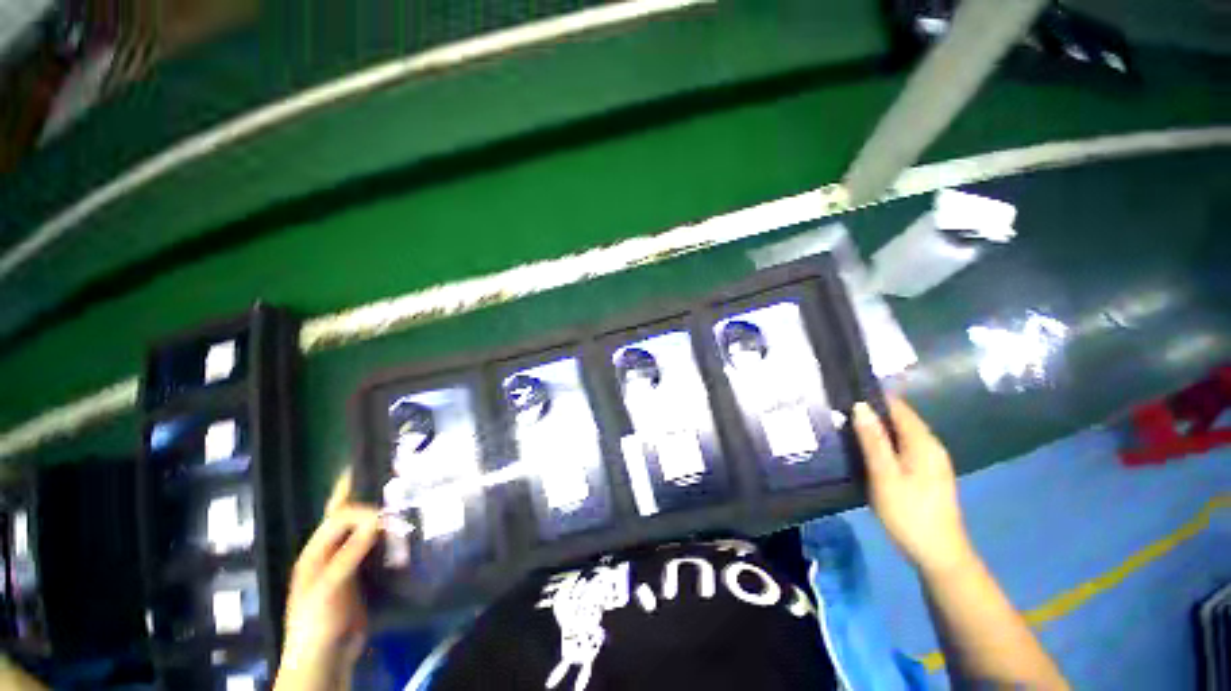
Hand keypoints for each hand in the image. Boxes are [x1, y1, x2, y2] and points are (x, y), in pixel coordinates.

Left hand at [276, 471, 380, 690]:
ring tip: (398, 498)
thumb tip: (378, 518)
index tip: (386, 515)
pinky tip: (401, 530)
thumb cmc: (318, 620)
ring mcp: (346, 564)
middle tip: (384, 475)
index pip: (339, 517)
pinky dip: (387, 536)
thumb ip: (351, 552)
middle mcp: (330, 552)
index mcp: (315, 552)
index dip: (361, 511)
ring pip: (363, 531)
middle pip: (346, 518)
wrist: (325, 656)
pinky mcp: (362, 575)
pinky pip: (375, 548)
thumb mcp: (331, 586)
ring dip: (378, 516)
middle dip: (361, 497)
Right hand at [852, 399, 972, 573]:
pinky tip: (867, 450)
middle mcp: (931, 446)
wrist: (938, 555)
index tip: (846, 393)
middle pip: (900, 419)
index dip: (874, 397)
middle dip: (873, 412)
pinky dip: (885, 443)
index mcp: (923, 443)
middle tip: (839, 411)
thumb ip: (872, 440)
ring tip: (846, 426)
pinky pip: (903, 447)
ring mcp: (931, 461)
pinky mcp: (927, 474)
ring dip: (877, 428)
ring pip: (901, 434)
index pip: (898, 407)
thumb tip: (860, 406)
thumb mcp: (885, 475)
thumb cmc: (909, 513)